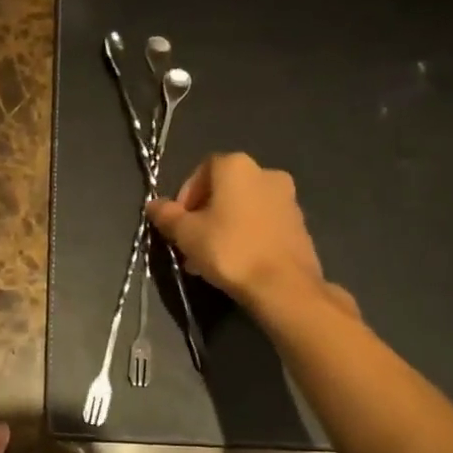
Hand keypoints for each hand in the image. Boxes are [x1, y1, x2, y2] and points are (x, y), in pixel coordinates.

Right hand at [148, 152, 340, 312]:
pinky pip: (263, 224)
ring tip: (210, 259)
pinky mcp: (300, 224)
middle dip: (204, 215)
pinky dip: (246, 235)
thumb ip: (166, 215)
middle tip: (191, 244)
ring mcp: (288, 199)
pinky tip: (237, 262)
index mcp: (237, 166)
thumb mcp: (186, 233)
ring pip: (244, 208)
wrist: (284, 285)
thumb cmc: (230, 250)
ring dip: (224, 226)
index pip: (202, 170)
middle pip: (224, 190)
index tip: (178, 223)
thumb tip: (152, 204)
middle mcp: (266, 173)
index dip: (185, 196)